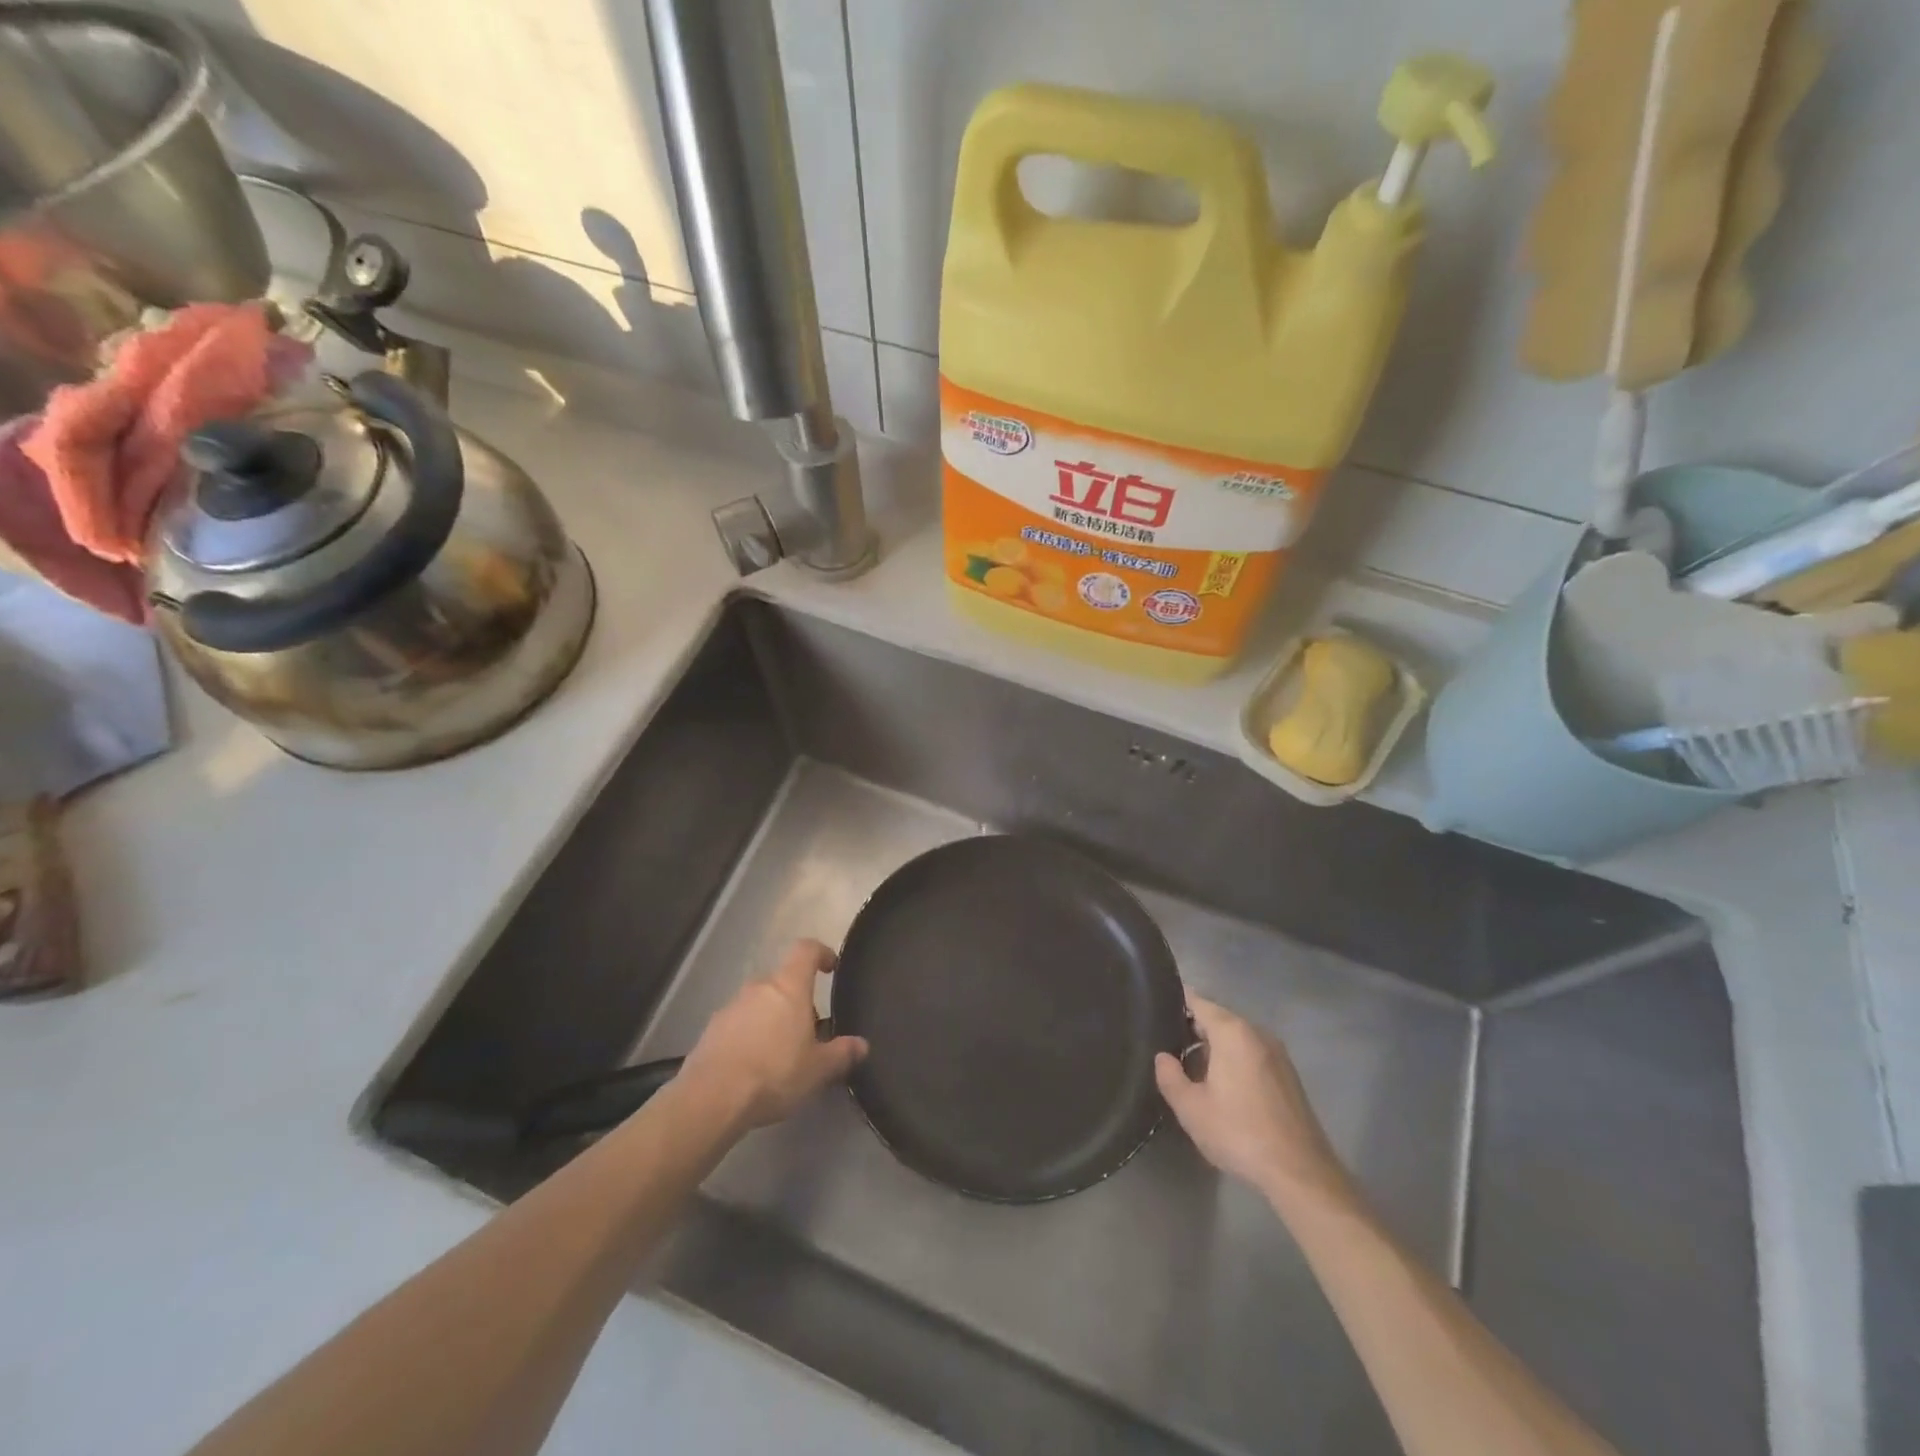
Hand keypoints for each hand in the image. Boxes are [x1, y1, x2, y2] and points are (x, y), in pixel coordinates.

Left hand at [680, 939, 867, 1130]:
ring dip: (772, 1019)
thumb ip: (841, 1054)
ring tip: (781, 1054)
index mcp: (789, 986)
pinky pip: (739, 1023)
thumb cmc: (774, 1073)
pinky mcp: (711, 1030)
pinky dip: (750, 1036)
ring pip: (760, 1003)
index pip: (806, 950)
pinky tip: (754, 1067)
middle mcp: (759, 987)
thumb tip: (861, 1045)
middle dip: (797, 1000)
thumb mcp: (817, 1069)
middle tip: (809, 1031)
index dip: (821, 953)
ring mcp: (731, 1006)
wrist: (711, 1098)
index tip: (831, 967)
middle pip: (783, 981)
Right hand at [1155, 993, 1351, 1208]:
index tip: (1156, 1013)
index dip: (1176, 1004)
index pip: (1198, 1002)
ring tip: (1190, 1068)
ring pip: (1236, 1038)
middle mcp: (1257, 1033)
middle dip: (1193, 1029)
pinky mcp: (1288, 1075)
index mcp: (1232, 1032)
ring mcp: (1277, 1054)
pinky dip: (1234, 1060)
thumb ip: (1170, 1077)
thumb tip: (1163, 1057)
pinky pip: (1252, 1054)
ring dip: (1214, 1047)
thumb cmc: (1239, 1133)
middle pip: (1218, 1019)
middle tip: (1168, 1047)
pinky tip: (1222, 1087)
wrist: (1300, 1173)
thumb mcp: (1191, 1109)